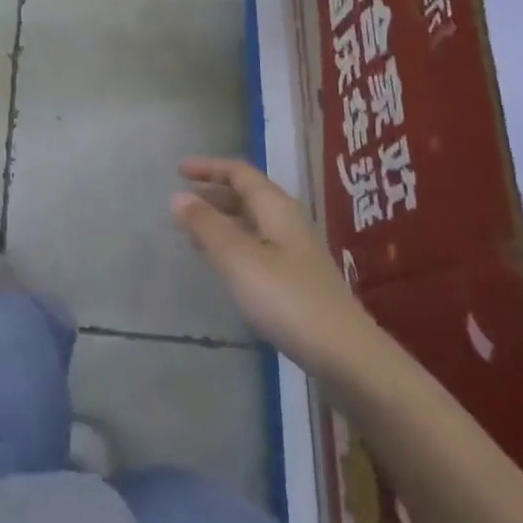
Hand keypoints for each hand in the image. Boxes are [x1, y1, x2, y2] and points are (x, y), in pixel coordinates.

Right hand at [172, 157, 384, 380]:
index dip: (209, 168)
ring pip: (252, 223)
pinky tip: (220, 263)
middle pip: (248, 196)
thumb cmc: (286, 298)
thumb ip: (206, 226)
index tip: (179, 170)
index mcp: (276, 208)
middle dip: (214, 194)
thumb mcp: (238, 258)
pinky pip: (257, 248)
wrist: (345, 354)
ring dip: (221, 221)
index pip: (240, 173)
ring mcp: (295, 253)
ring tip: (191, 231)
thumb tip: (178, 195)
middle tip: (182, 202)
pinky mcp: (296, 281)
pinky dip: (232, 245)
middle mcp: (288, 223)